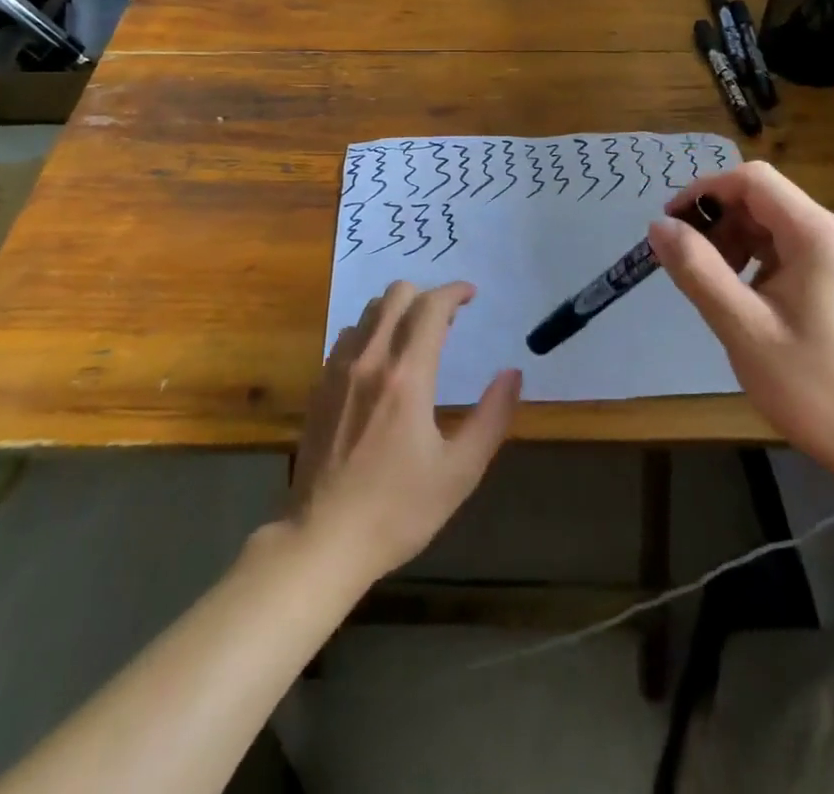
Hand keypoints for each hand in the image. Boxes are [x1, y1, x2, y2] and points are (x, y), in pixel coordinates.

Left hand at [286, 280, 520, 587]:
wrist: (321, 540)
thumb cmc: (397, 510)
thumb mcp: (459, 472)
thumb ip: (491, 418)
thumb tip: (513, 373)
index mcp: (407, 376)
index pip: (431, 307)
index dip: (454, 292)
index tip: (472, 295)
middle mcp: (370, 360)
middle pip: (395, 294)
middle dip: (426, 295)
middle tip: (448, 319)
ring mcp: (338, 370)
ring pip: (369, 312)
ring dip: (397, 311)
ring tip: (416, 338)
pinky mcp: (319, 385)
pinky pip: (347, 336)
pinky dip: (371, 332)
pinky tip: (380, 363)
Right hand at [647, 162, 833, 477]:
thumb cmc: (813, 387)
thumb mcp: (743, 328)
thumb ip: (698, 270)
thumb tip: (658, 226)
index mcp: (819, 235)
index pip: (752, 180)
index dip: (705, 191)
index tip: (672, 224)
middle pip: (763, 199)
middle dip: (717, 221)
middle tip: (685, 261)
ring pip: (772, 223)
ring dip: (733, 241)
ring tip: (709, 283)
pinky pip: (786, 247)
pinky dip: (754, 259)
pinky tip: (740, 295)